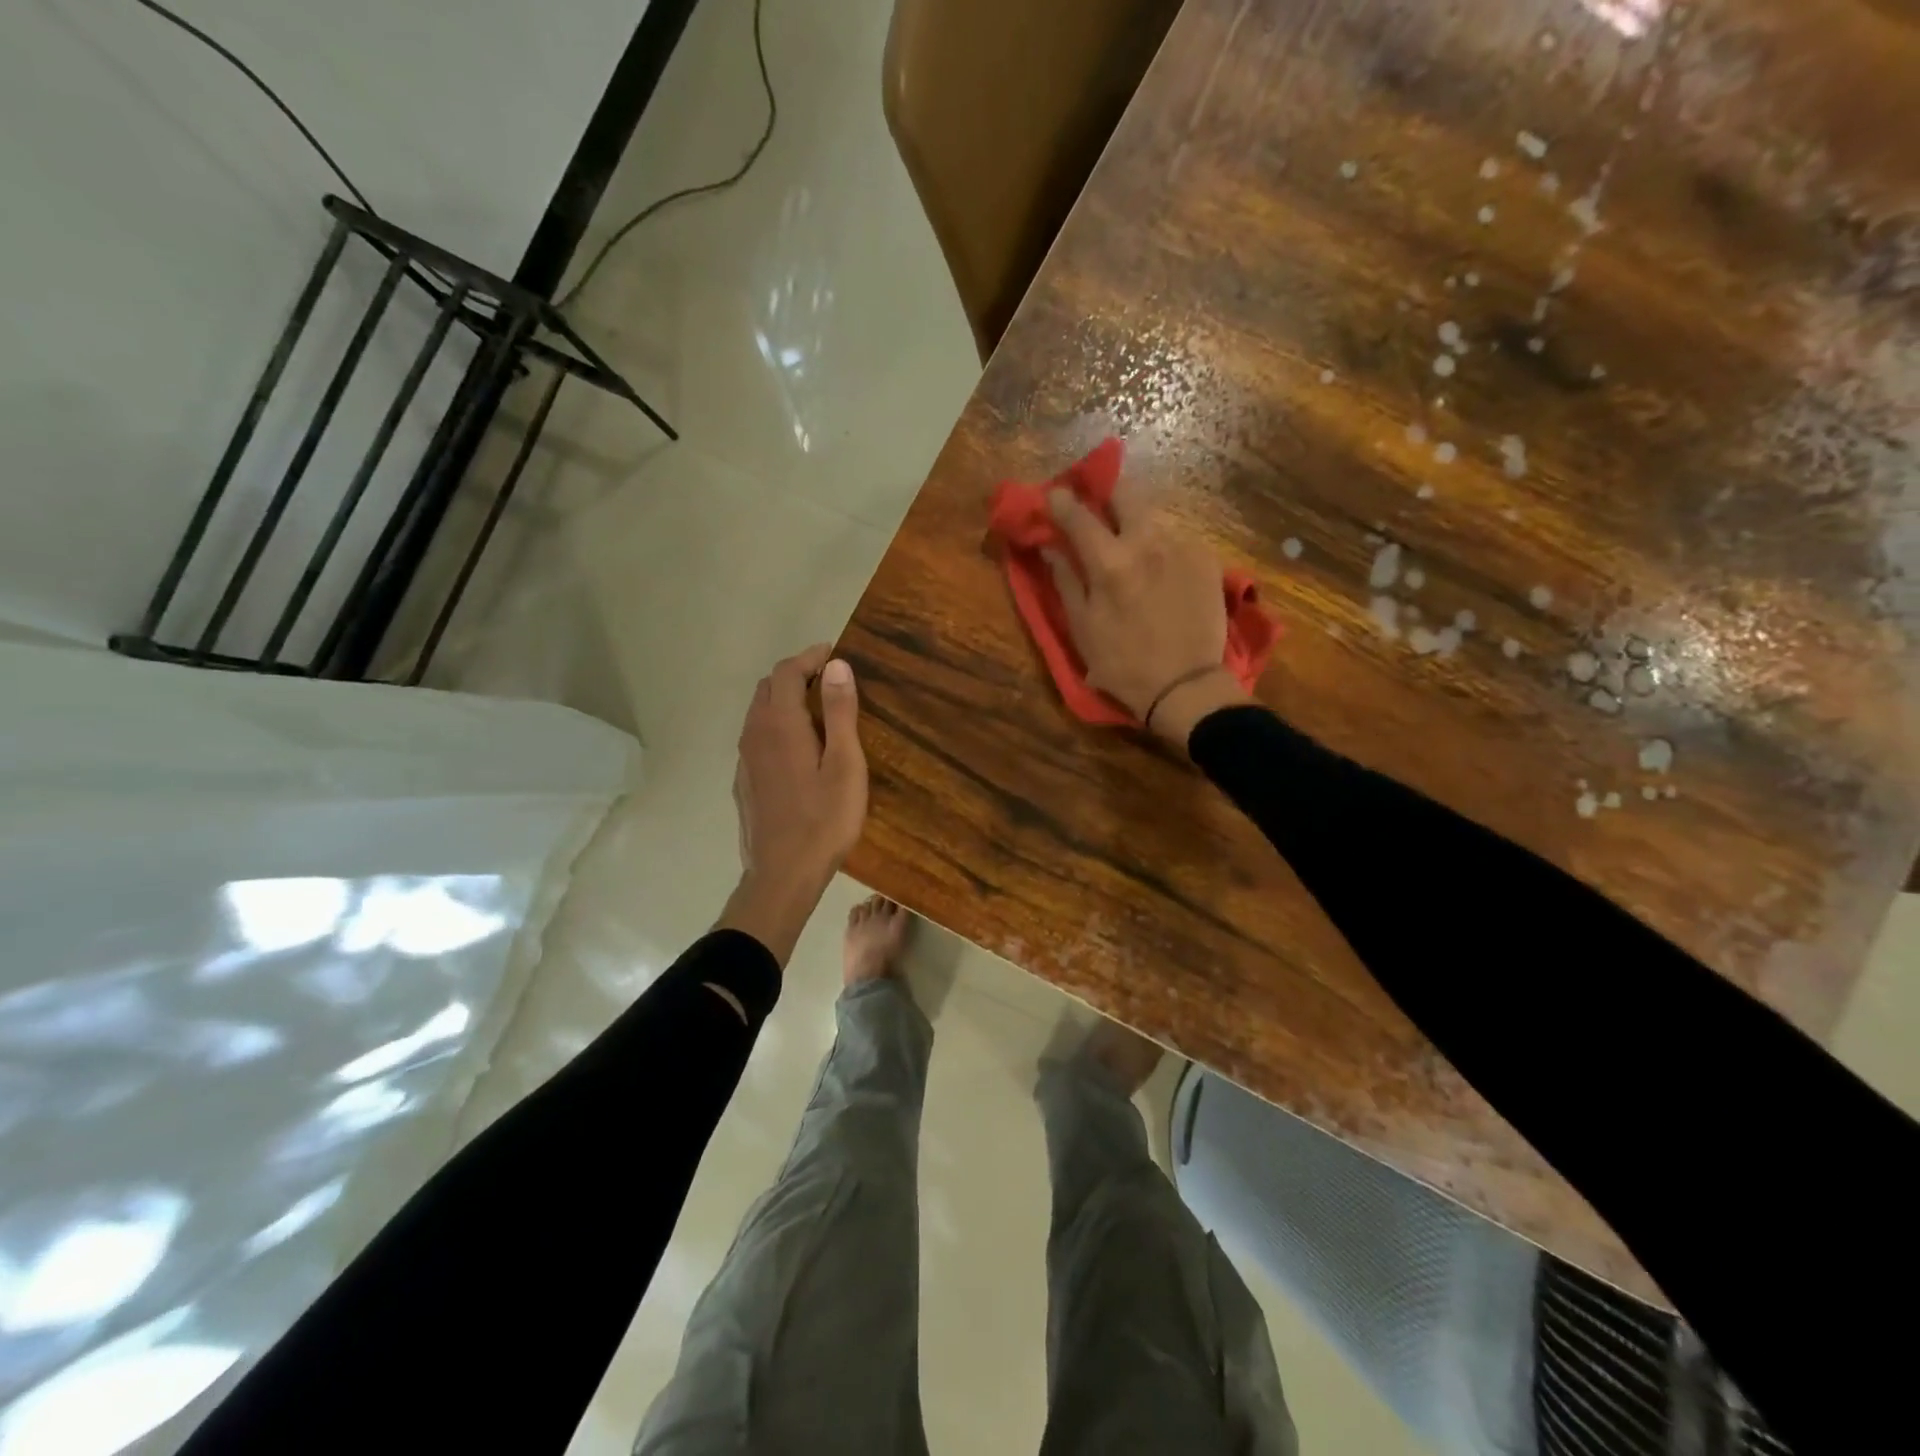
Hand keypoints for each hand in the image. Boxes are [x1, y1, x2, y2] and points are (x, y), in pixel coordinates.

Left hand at [717, 645, 867, 964]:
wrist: (782, 875)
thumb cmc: (823, 820)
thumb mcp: (845, 765)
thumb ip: (839, 712)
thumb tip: (837, 666)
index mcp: (779, 724)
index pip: (787, 671)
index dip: (811, 657)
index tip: (836, 655)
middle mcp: (754, 734)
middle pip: (769, 687)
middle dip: (797, 675)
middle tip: (831, 681)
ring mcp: (744, 759)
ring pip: (760, 713)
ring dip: (785, 700)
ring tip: (818, 710)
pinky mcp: (744, 781)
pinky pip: (757, 737)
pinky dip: (777, 725)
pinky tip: (799, 748)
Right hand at [1044, 483, 1251, 747]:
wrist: (1186, 686)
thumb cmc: (1124, 664)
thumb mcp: (1083, 628)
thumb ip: (1066, 581)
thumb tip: (1050, 547)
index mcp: (1110, 562)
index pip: (1078, 515)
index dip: (1061, 501)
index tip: (1054, 495)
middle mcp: (1148, 542)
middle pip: (1127, 492)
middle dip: (1108, 493)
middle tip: (1098, 509)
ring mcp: (1182, 547)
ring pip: (1153, 516)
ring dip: (1136, 525)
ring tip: (1131, 551)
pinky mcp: (1206, 558)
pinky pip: (1176, 539)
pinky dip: (1161, 549)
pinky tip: (1160, 574)